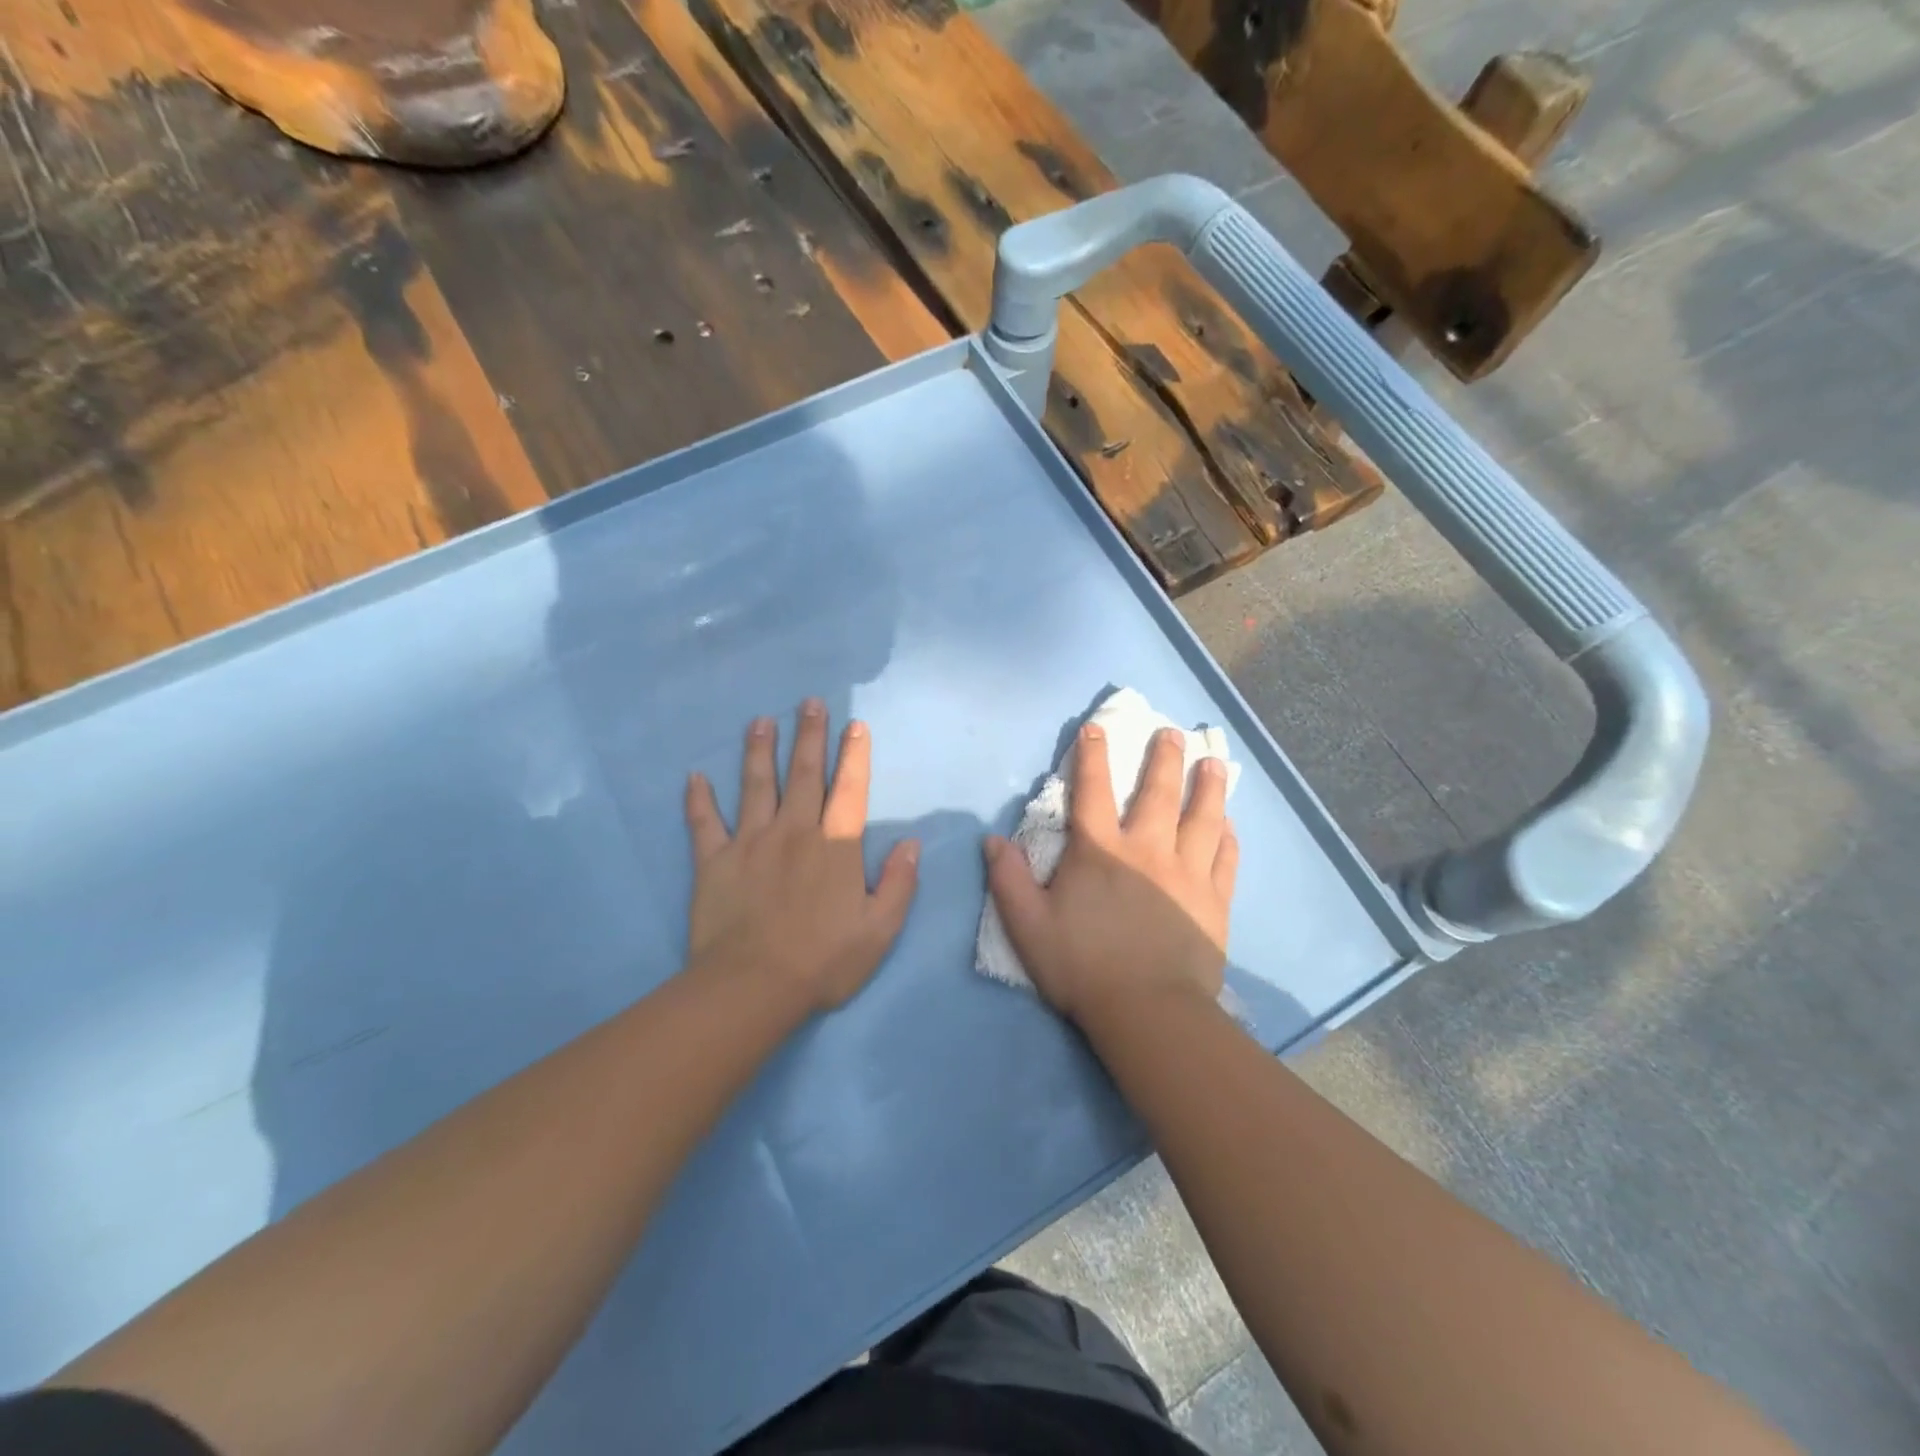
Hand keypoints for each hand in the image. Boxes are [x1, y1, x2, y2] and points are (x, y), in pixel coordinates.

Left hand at [685, 700, 918, 1014]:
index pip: (850, 790)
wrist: (753, 987)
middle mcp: (794, 832)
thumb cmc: (823, 961)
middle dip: (809, 736)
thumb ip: (898, 883)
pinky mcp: (714, 862)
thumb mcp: (879, 930)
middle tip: (809, 703)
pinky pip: (704, 823)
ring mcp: (750, 842)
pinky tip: (694, 777)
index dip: (855, 755)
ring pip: (755, 786)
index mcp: (835, 847)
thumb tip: (911, 843)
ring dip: (759, 751)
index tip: (855, 725)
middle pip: (803, 775)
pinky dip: (698, 800)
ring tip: (760, 721)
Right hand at [984, 723, 1237, 1024]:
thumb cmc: (1082, 966)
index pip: (1092, 791)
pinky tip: (1229, 824)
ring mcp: (1187, 873)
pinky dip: (1227, 837)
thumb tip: (992, 839)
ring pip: (1202, 818)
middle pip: (1158, 793)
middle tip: (1173, 733)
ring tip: (1214, 763)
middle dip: (1164, 758)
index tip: (1096, 727)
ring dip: (1208, 786)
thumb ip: (1008, 879)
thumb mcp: (1028, 925)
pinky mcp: (1214, 901)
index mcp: (1101, 852)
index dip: (1092, 756)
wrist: (1147, 1011)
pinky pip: (1225, 859)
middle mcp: (1148, 850)